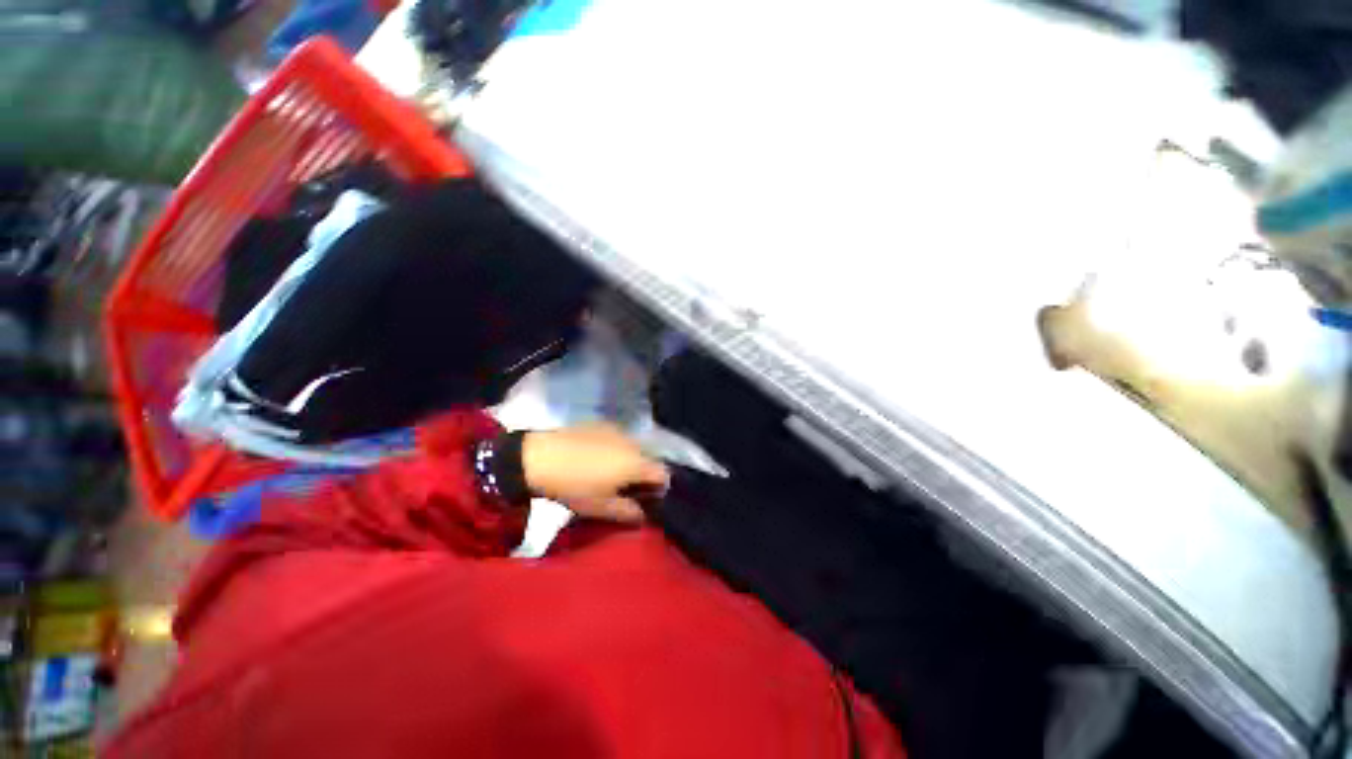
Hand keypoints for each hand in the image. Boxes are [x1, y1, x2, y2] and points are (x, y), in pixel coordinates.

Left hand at [522, 424, 669, 523]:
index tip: (648, 498)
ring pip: (633, 447)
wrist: (539, 457)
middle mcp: (632, 442)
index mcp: (636, 464)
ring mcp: (616, 430)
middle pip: (648, 459)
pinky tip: (595, 457)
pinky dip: (614, 448)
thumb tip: (643, 514)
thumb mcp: (600, 507)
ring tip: (609, 472)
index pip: (663, 473)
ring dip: (629, 460)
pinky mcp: (601, 423)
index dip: (660, 487)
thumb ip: (627, 512)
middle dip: (643, 473)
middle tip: (626, 488)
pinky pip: (617, 437)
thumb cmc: (574, 486)